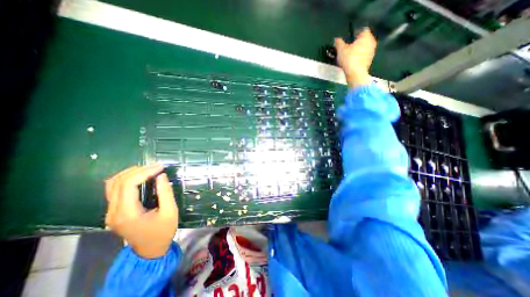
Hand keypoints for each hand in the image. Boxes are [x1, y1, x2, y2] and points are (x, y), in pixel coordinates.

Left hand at [104, 163, 178, 258]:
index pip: (128, 185)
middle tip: (157, 166)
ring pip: (112, 184)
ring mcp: (110, 213)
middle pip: (117, 182)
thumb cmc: (163, 231)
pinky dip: (126, 179)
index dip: (144, 172)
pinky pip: (114, 190)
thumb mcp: (170, 212)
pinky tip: (139, 177)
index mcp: (127, 214)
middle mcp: (113, 212)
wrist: (150, 250)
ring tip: (149, 169)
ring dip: (130, 173)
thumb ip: (165, 193)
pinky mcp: (114, 212)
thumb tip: (161, 176)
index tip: (161, 167)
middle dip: (138, 170)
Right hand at [333, 28, 378, 89]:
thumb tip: (336, 40)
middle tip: (349, 46)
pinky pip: (364, 56)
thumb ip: (338, 43)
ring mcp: (372, 52)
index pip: (362, 30)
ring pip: (364, 48)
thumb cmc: (349, 59)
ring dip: (358, 50)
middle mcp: (371, 42)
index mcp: (366, 36)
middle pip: (364, 39)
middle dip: (357, 42)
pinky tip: (352, 61)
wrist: (355, 74)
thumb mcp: (341, 50)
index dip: (355, 33)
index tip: (350, 38)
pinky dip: (359, 57)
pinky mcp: (369, 61)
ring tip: (350, 55)